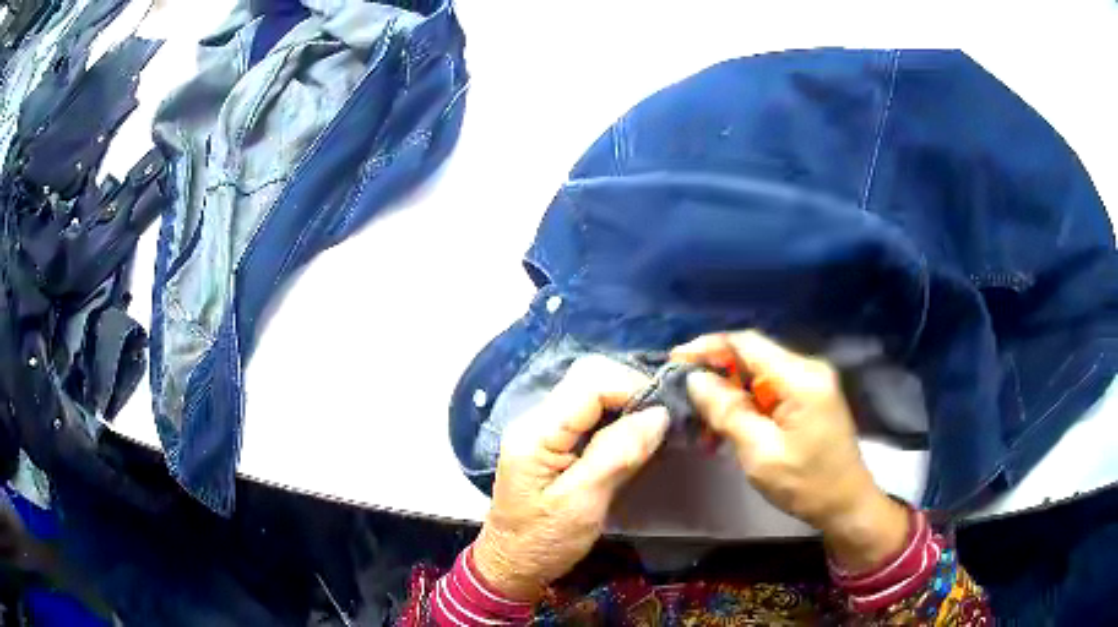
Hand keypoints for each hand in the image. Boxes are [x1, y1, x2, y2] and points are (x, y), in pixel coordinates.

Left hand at [473, 356, 670, 600]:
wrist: (512, 564)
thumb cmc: (543, 542)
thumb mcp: (583, 504)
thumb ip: (617, 455)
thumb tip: (658, 414)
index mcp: (536, 432)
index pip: (589, 381)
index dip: (632, 388)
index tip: (664, 415)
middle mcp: (536, 419)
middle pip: (588, 377)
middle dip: (630, 391)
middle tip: (660, 423)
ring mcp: (543, 428)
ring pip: (591, 392)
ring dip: (626, 404)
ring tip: (652, 431)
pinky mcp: (553, 441)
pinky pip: (589, 413)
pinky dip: (617, 418)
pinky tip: (633, 439)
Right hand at [673, 330, 908, 571]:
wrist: (846, 504)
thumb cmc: (806, 483)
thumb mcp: (760, 453)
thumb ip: (728, 412)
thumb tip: (696, 379)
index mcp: (801, 378)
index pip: (747, 344)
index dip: (708, 347)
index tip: (675, 361)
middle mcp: (808, 369)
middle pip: (753, 356)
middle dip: (716, 372)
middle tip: (684, 395)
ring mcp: (811, 382)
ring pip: (759, 374)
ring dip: (729, 391)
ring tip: (701, 416)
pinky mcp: (810, 397)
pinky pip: (770, 389)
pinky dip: (746, 403)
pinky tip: (729, 424)